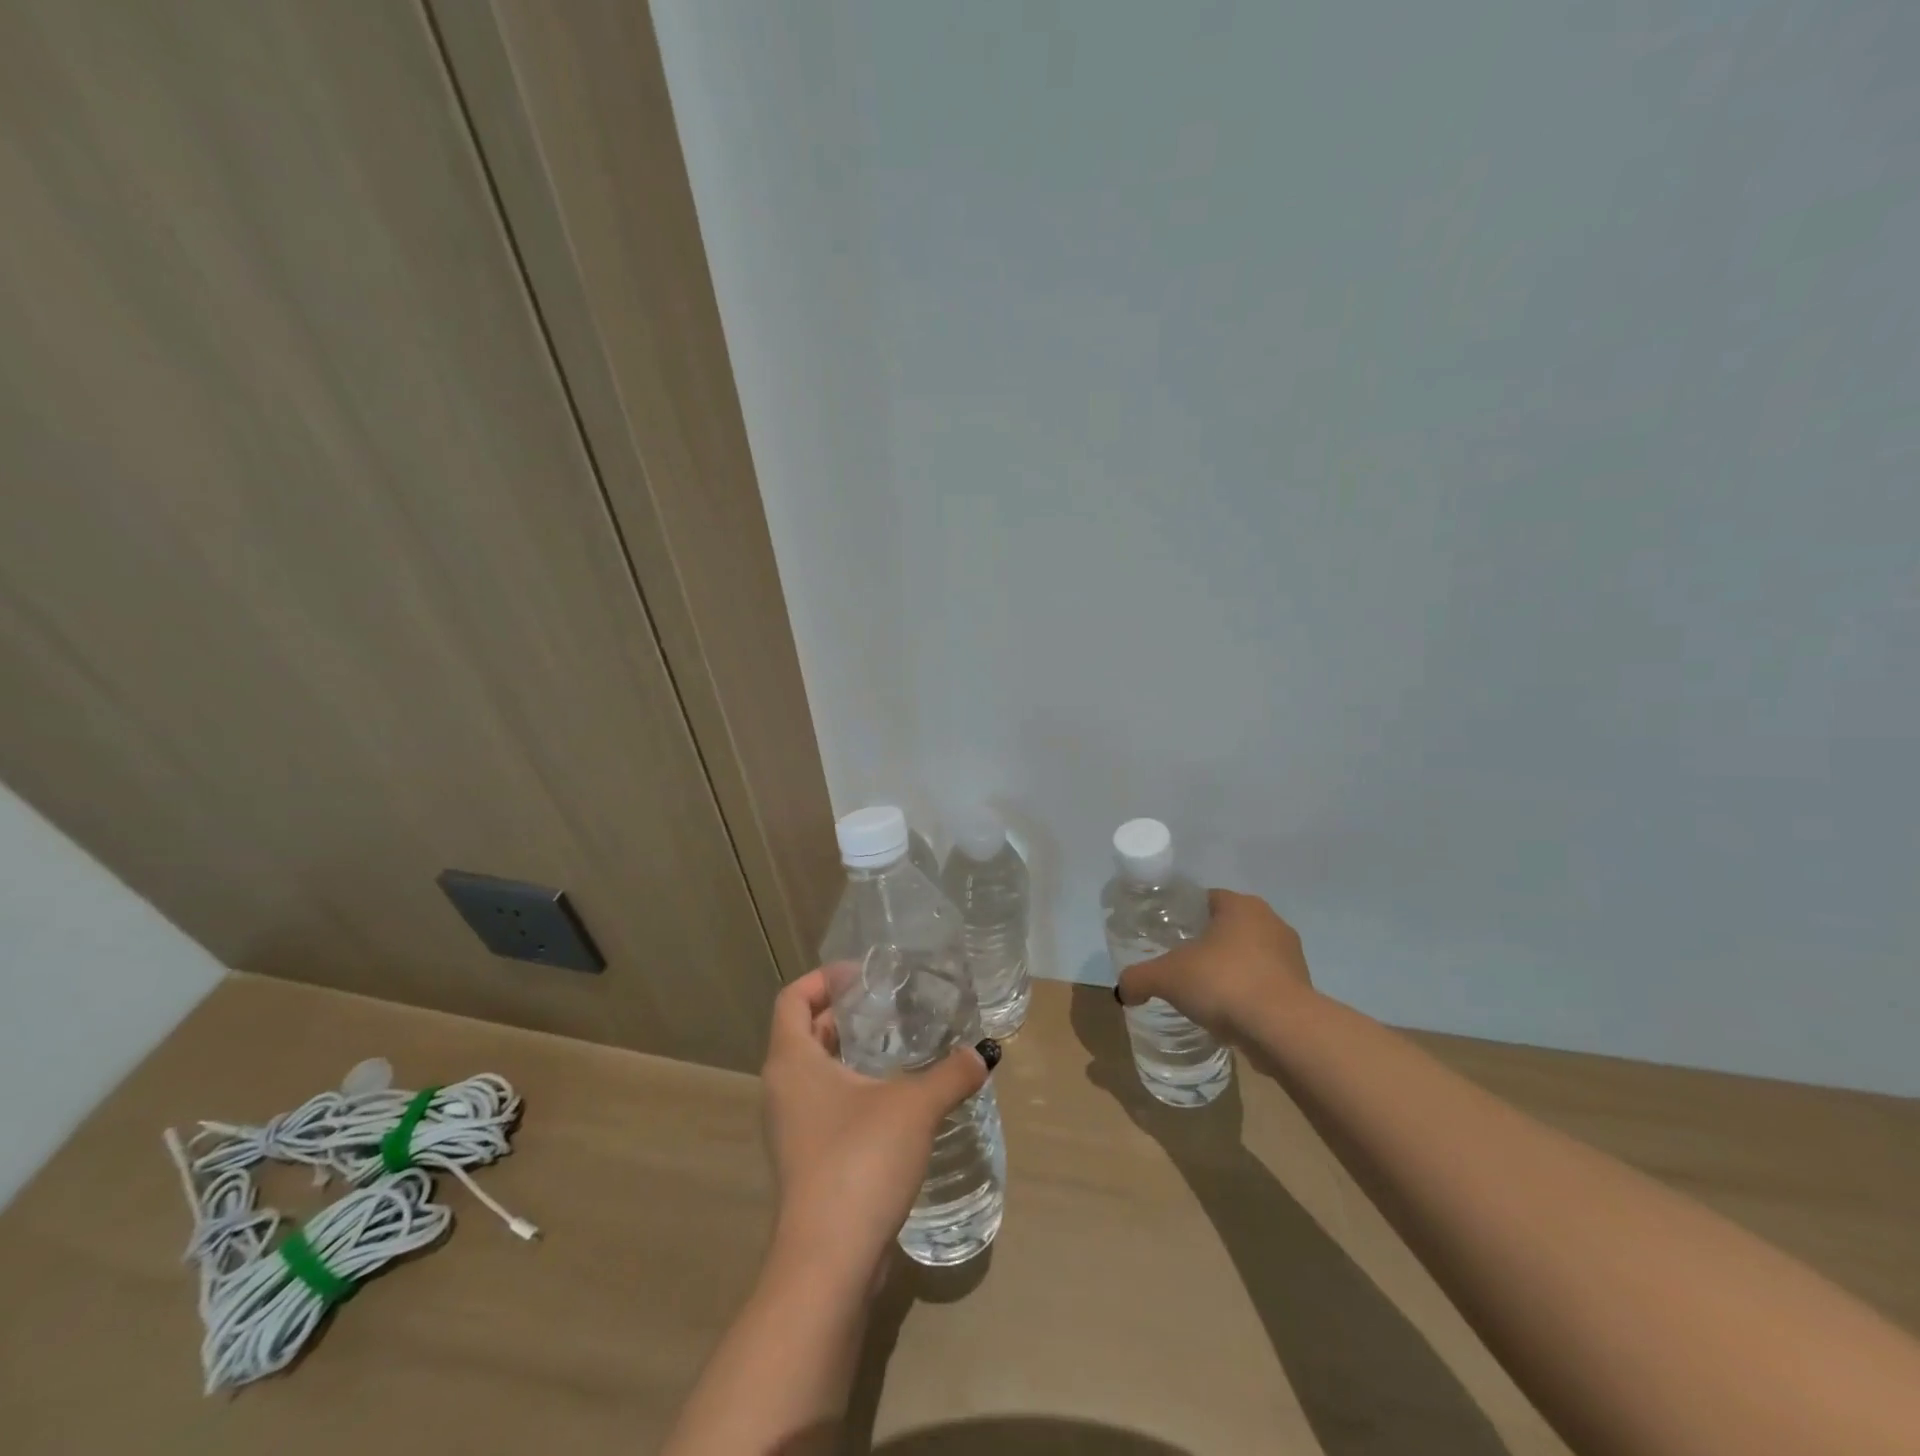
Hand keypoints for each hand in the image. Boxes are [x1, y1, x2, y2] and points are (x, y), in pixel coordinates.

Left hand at [760, 967, 993, 1294]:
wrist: (829, 1263)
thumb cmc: (860, 1161)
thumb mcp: (915, 1107)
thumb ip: (951, 1074)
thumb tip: (984, 1053)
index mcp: (792, 1061)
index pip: (792, 998)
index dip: (823, 978)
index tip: (863, 974)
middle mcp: (782, 1088)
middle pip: (803, 1031)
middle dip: (842, 1013)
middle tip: (888, 1003)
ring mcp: (790, 1128)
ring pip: (815, 1071)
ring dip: (848, 1052)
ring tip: (896, 1043)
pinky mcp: (806, 1159)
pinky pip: (824, 1104)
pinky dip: (851, 1088)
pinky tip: (894, 1097)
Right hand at [1114, 889, 1314, 1040]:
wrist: (1283, 1030)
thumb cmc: (1223, 982)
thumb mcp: (1167, 977)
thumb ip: (1140, 978)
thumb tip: (1122, 990)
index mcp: (1241, 906)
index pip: (1207, 899)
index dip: (1185, 914)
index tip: (1168, 934)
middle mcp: (1271, 922)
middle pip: (1229, 927)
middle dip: (1207, 943)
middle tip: (1180, 963)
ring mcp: (1291, 957)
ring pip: (1250, 956)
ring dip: (1229, 970)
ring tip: (1203, 993)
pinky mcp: (1301, 990)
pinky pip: (1265, 985)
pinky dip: (1247, 995)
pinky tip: (1228, 1015)